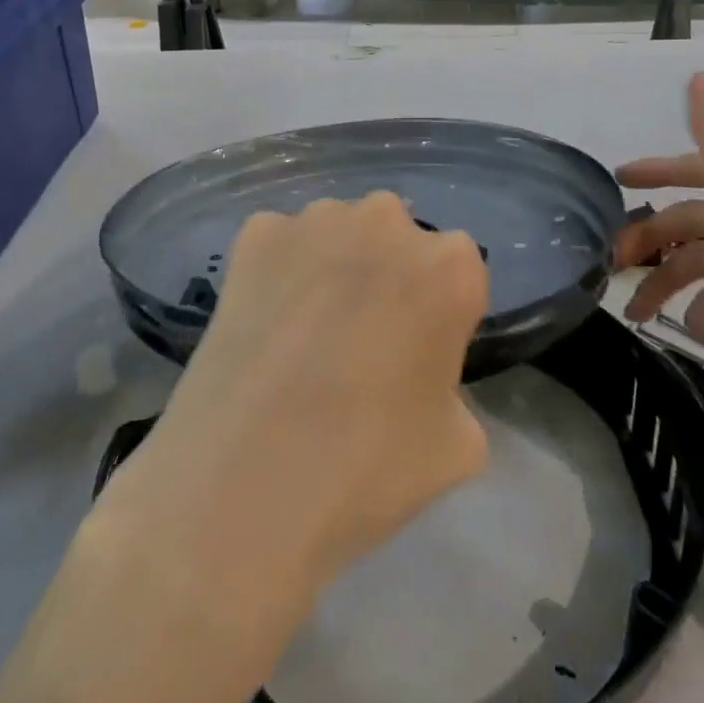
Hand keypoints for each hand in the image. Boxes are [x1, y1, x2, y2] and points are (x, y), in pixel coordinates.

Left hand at [145, 191, 490, 585]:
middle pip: (396, 240)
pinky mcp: (257, 233)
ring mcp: (317, 219)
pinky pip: (280, 244)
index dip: (436, 314)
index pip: (457, 274)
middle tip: (358, 342)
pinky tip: (262, 326)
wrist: (246, 483)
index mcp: (451, 266)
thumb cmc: (369, 465)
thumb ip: (454, 392)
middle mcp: (388, 221)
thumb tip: (425, 384)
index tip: (414, 355)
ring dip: (330, 266)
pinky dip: (276, 271)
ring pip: (338, 233)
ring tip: (301, 336)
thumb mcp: (456, 447)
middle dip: (384, 276)